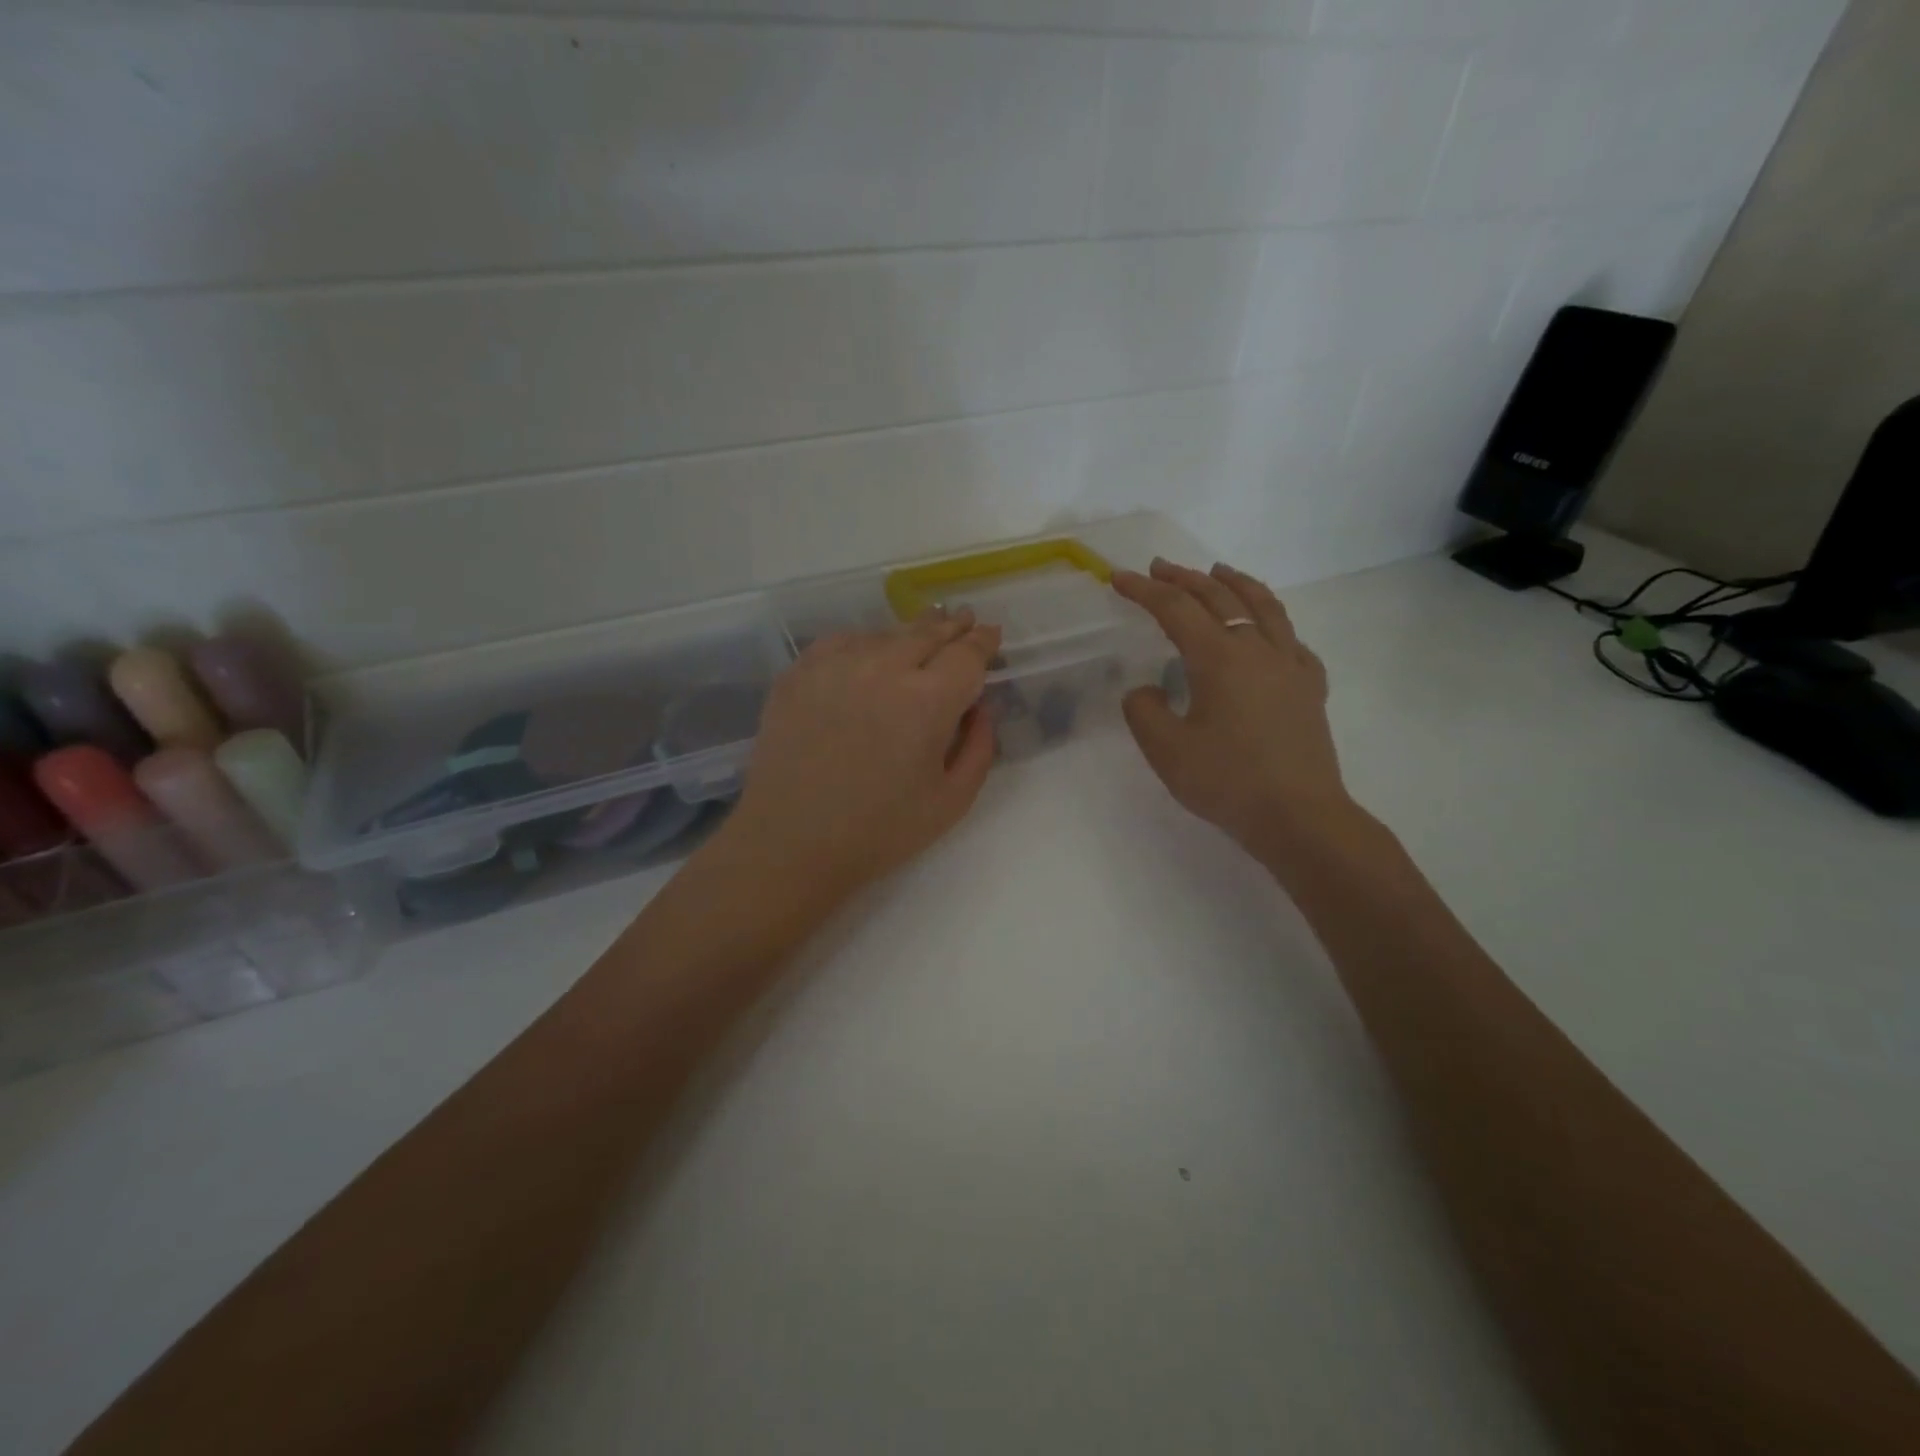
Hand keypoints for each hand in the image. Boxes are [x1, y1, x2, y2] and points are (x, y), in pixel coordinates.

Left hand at [716, 610, 1002, 904]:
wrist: (789, 842)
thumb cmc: (879, 831)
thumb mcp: (952, 801)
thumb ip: (979, 748)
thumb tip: (979, 708)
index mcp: (928, 700)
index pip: (966, 654)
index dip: (983, 642)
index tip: (991, 635)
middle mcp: (883, 667)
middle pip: (927, 632)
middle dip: (951, 625)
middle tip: (963, 619)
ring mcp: (835, 665)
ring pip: (884, 634)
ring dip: (909, 633)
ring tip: (922, 632)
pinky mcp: (799, 673)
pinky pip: (841, 642)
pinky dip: (864, 642)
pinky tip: (869, 651)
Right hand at [1114, 558, 1358, 859]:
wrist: (1299, 817)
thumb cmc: (1228, 782)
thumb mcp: (1167, 751)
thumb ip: (1144, 712)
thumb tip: (1145, 690)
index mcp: (1220, 659)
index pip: (1176, 610)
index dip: (1144, 591)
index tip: (1119, 578)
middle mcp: (1257, 650)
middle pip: (1219, 598)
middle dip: (1185, 578)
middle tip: (1159, 568)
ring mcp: (1290, 666)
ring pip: (1264, 607)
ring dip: (1235, 583)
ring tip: (1218, 571)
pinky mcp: (1310, 687)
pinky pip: (1291, 638)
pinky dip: (1271, 620)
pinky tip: (1266, 631)